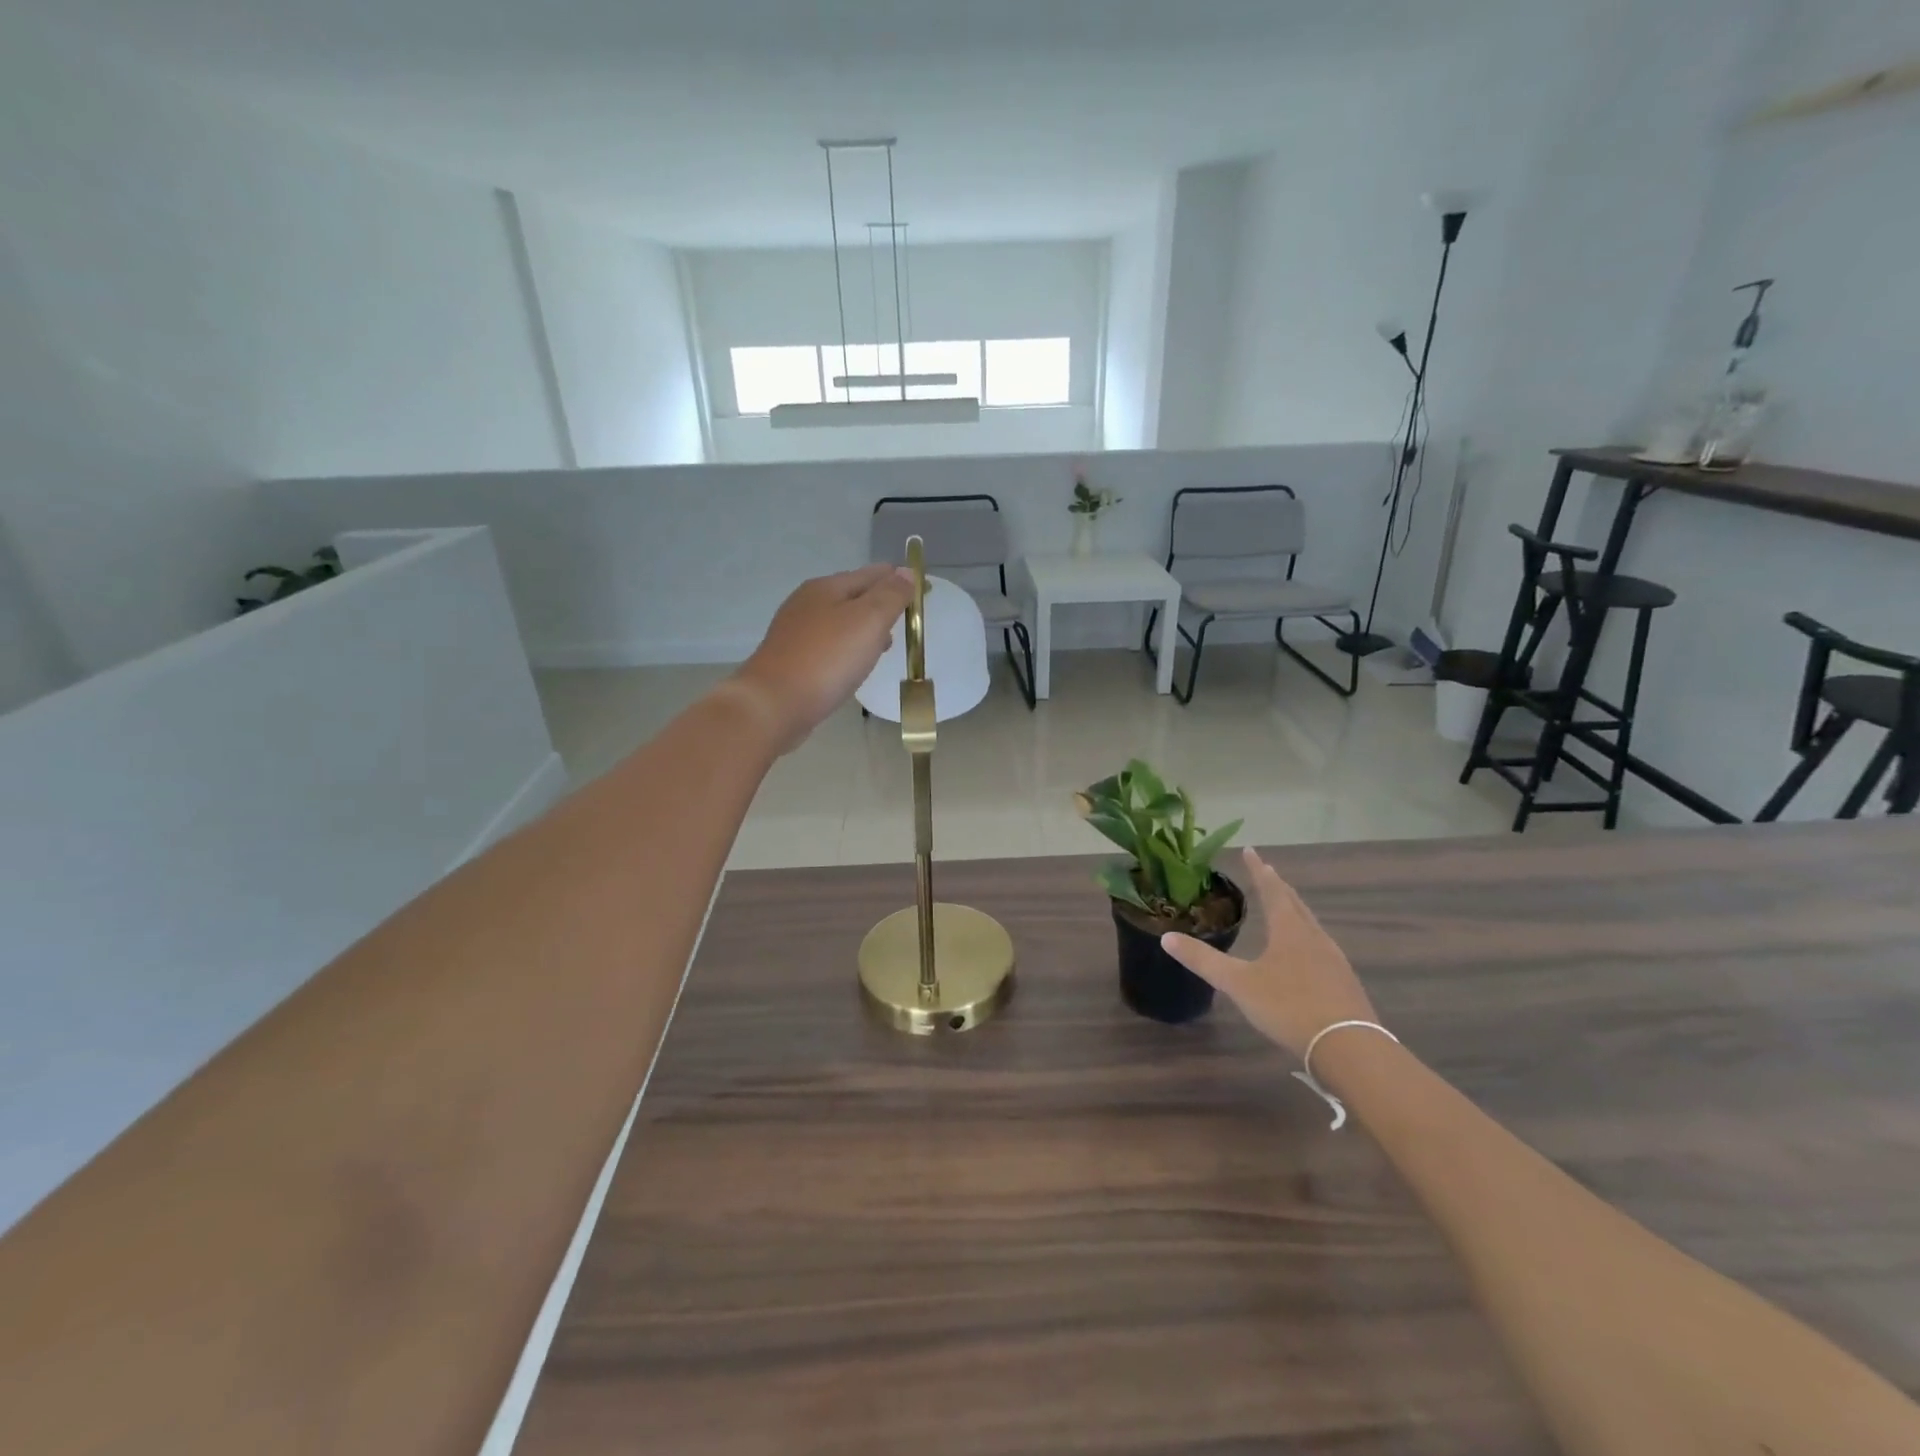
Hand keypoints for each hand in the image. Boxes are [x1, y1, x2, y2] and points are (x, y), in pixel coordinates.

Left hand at [727, 565, 915, 753]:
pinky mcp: (792, 659)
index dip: (900, 581)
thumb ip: (891, 595)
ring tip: (884, 645)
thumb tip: (906, 572)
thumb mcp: (868, 620)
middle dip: (882, 603)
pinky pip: (829, 645)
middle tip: (906, 621)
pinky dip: (847, 648)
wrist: (774, 704)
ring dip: (864, 628)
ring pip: (840, 621)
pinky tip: (854, 666)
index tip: (924, 594)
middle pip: (854, 595)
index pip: (873, 573)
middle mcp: (808, 602)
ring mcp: (796, 632)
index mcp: (827, 587)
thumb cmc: (827, 659)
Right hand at [1162, 847, 1376, 1057]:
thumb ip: (1203, 960)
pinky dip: (1306, 938)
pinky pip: (1321, 947)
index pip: (1271, 890)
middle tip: (1268, 872)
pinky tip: (1305, 953)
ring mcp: (1333, 960)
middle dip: (1279, 887)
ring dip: (1295, 911)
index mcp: (1289, 930)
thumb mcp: (1238, 983)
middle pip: (1295, 904)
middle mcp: (1313, 937)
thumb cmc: (1289, 1006)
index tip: (1250, 850)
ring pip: (1311, 925)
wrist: (1349, 1047)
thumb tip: (1166, 937)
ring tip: (1286, 908)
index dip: (1258, 870)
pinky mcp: (1343, 982)